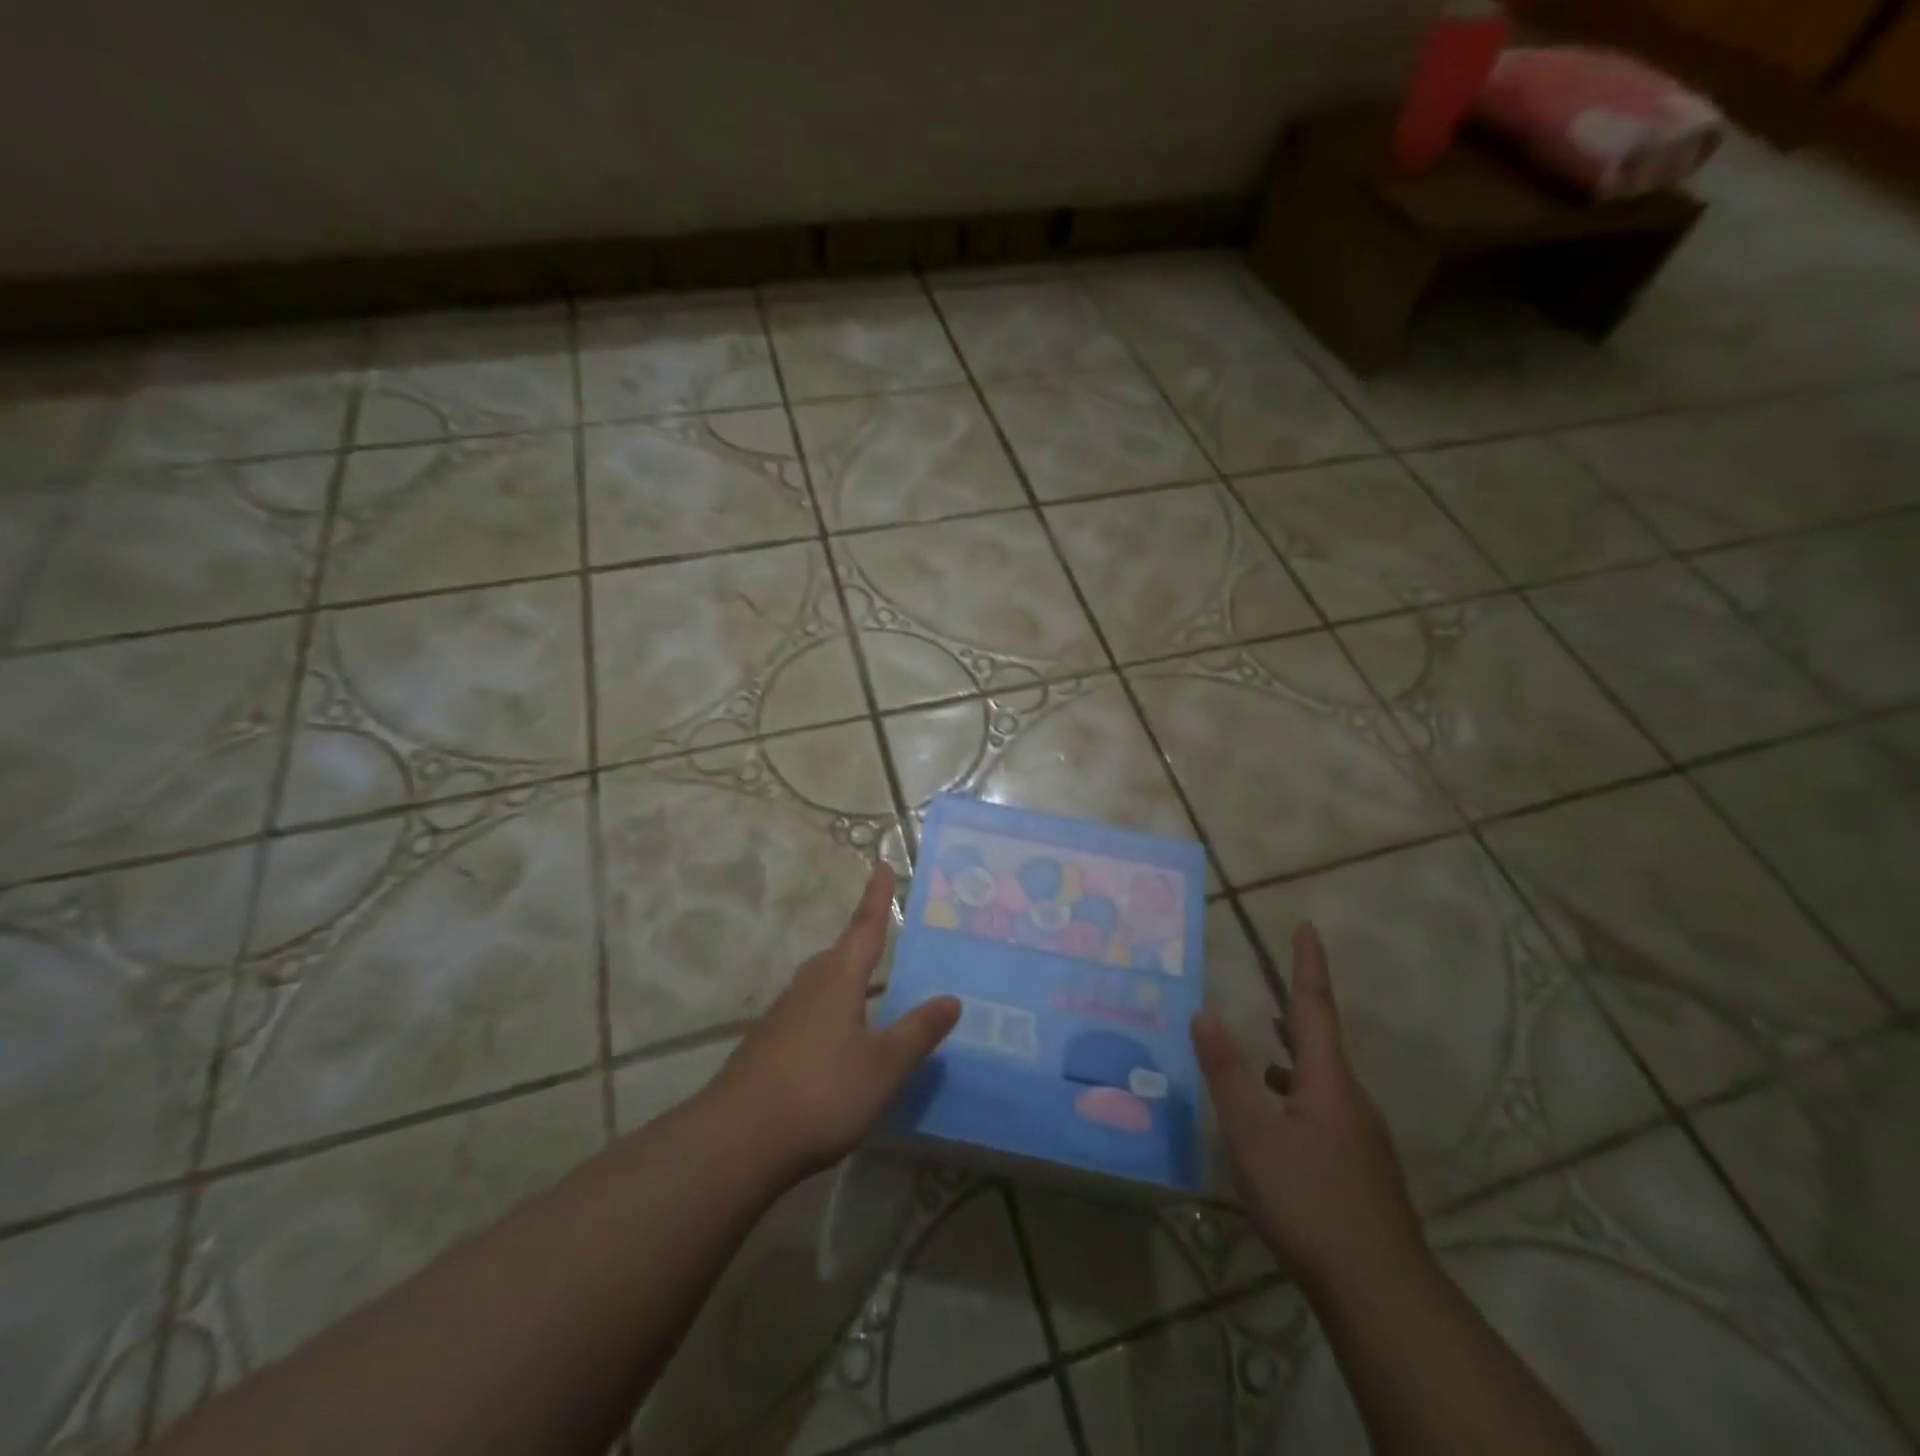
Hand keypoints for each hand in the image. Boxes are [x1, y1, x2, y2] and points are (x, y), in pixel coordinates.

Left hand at [711, 864, 960, 1183]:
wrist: (737, 1139)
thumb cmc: (821, 1091)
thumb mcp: (884, 1065)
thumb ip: (918, 1031)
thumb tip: (952, 998)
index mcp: (838, 979)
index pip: (865, 928)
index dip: (877, 897)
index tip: (882, 863)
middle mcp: (808, 987)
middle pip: (840, 955)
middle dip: (861, 942)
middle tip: (882, 935)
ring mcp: (783, 1016)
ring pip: (821, 985)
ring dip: (845, 980)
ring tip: (866, 991)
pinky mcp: (768, 1046)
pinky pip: (808, 1013)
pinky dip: (830, 1013)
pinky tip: (837, 1042)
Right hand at [1191, 924, 1425, 1294]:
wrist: (1380, 1292)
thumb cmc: (1309, 1200)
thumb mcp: (1252, 1134)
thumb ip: (1226, 1072)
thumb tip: (1205, 1011)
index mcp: (1326, 1080)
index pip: (1314, 1007)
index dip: (1308, 965)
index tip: (1307, 927)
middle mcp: (1350, 1099)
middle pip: (1320, 1042)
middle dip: (1297, 1010)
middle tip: (1273, 987)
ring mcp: (1360, 1137)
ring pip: (1322, 1080)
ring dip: (1293, 1056)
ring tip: (1263, 1051)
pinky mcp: (1361, 1169)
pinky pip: (1325, 1110)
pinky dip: (1296, 1095)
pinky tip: (1278, 1121)